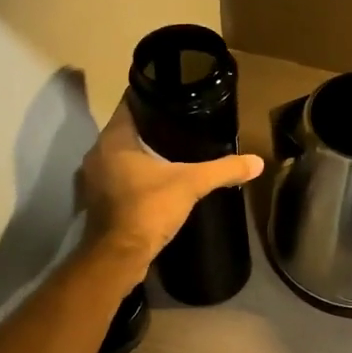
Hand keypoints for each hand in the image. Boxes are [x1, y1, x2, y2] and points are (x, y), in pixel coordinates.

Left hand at [78, 100, 263, 284]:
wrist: (119, 257)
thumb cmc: (148, 209)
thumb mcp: (191, 184)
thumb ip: (223, 169)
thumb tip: (257, 162)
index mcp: (113, 139)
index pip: (131, 103)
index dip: (152, 97)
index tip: (175, 96)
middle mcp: (98, 152)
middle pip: (127, 128)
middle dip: (152, 126)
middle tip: (182, 122)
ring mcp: (94, 178)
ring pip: (121, 154)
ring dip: (142, 152)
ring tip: (174, 149)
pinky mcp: (98, 200)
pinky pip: (119, 176)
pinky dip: (135, 174)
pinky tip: (158, 178)